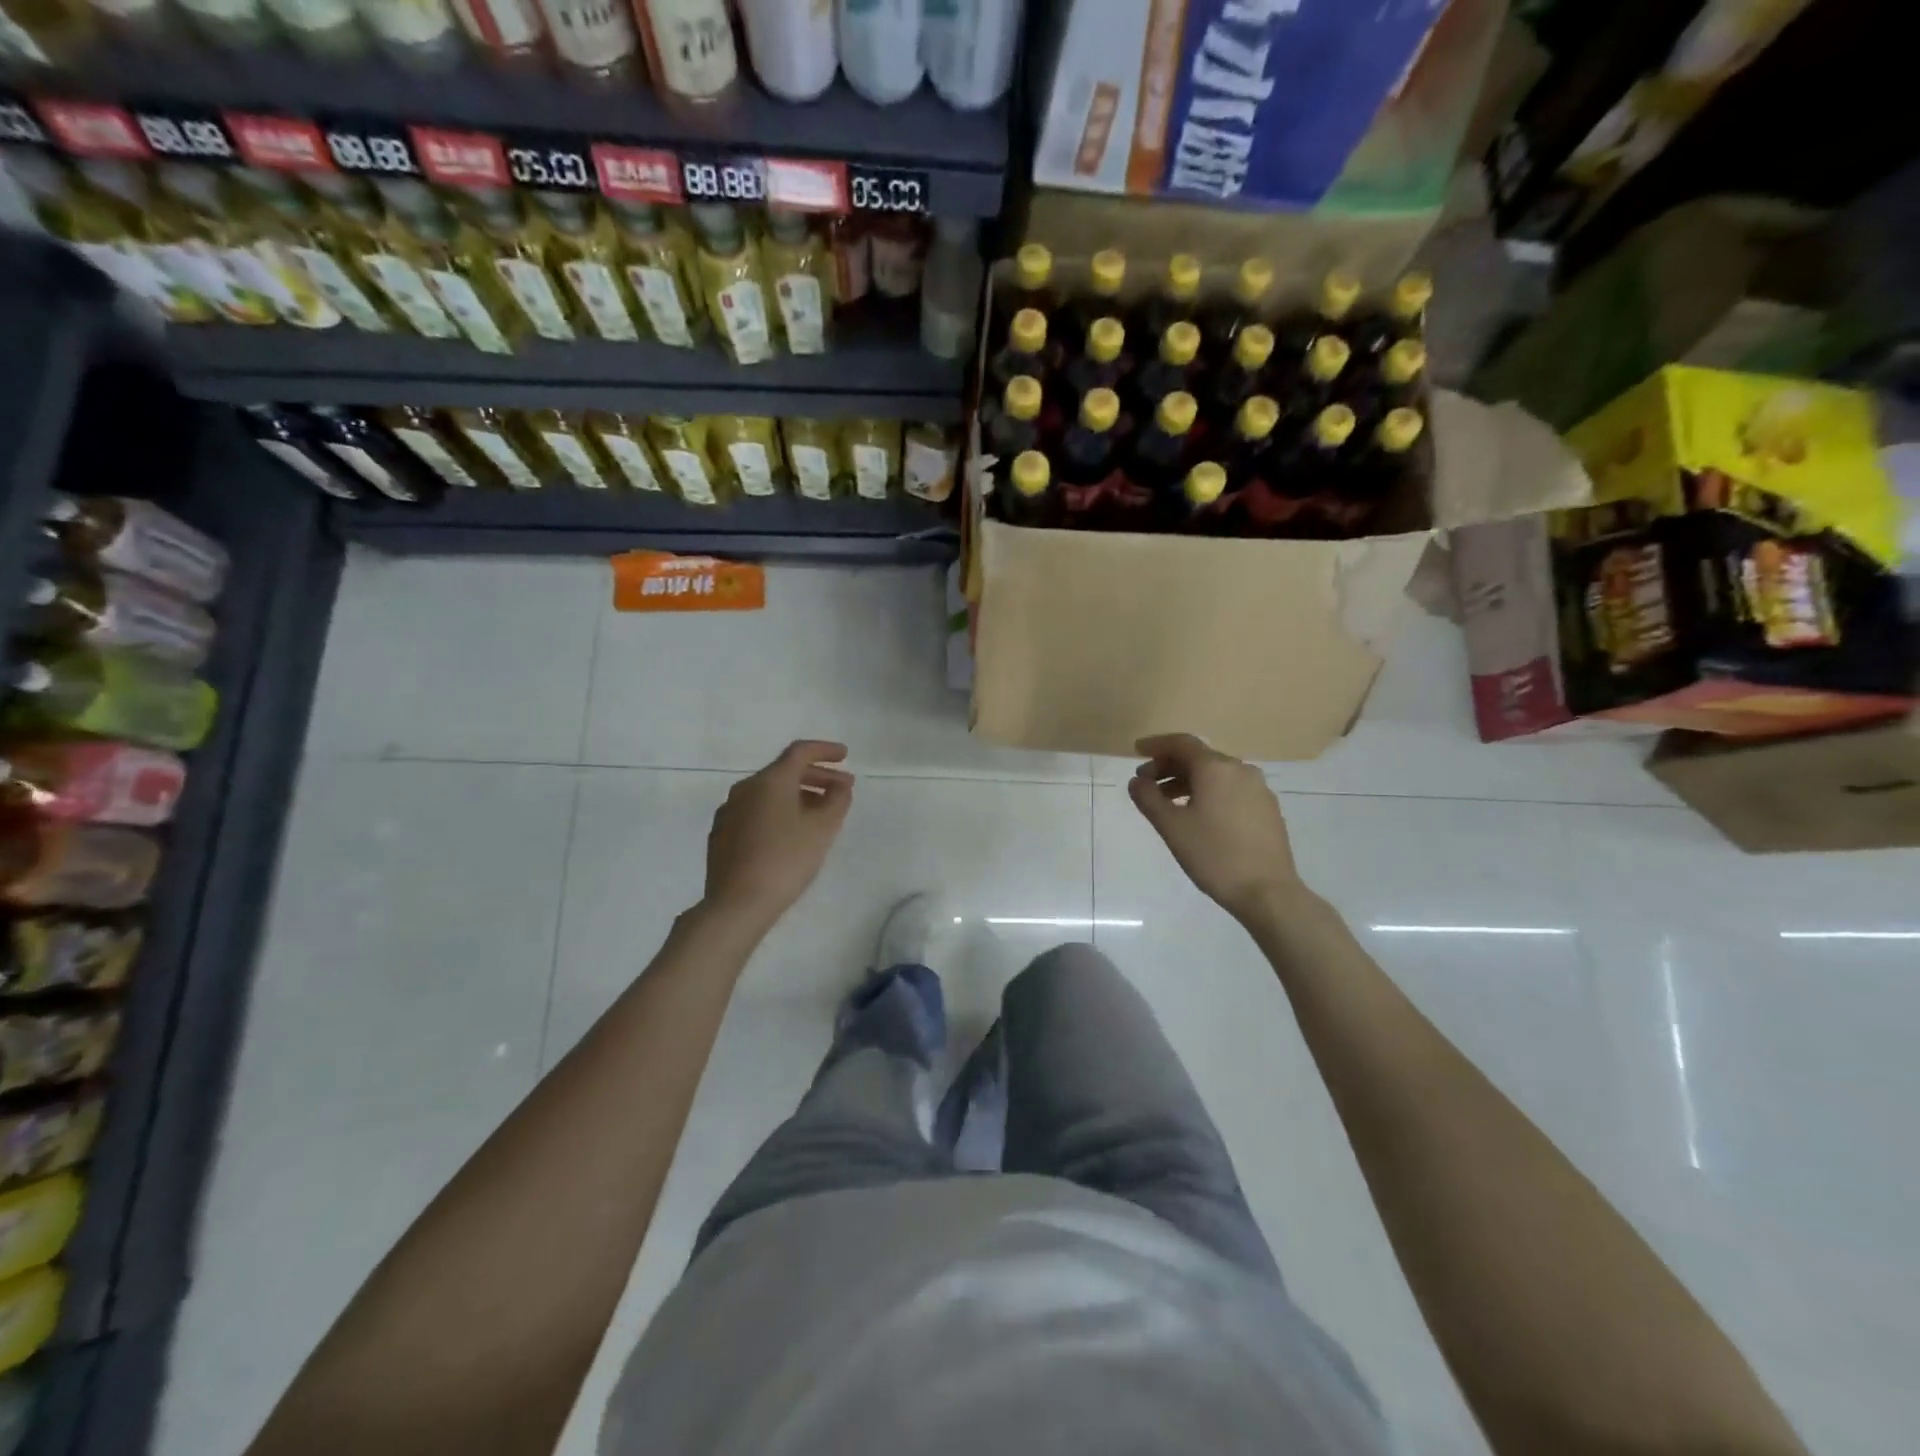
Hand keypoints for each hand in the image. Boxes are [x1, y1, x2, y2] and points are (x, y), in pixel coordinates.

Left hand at [703, 740, 853, 929]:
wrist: (737, 904)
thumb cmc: (785, 860)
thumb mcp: (822, 829)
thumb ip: (837, 800)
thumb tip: (840, 785)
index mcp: (770, 781)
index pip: (800, 752)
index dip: (825, 750)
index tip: (845, 755)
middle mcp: (745, 789)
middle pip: (784, 772)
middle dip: (816, 776)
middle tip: (842, 788)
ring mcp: (729, 812)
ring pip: (769, 793)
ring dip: (798, 795)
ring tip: (820, 812)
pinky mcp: (722, 835)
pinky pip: (756, 811)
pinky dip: (779, 811)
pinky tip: (790, 832)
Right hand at [1128, 734, 1304, 922]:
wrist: (1267, 891)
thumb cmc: (1214, 855)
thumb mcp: (1171, 827)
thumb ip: (1148, 798)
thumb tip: (1137, 781)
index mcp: (1216, 768)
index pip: (1181, 743)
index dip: (1156, 745)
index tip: (1136, 752)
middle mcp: (1240, 770)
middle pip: (1199, 757)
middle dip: (1169, 766)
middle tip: (1146, 784)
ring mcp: (1258, 789)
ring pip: (1215, 774)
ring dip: (1187, 781)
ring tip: (1167, 803)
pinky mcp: (1267, 808)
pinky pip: (1230, 789)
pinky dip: (1208, 792)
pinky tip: (1197, 815)